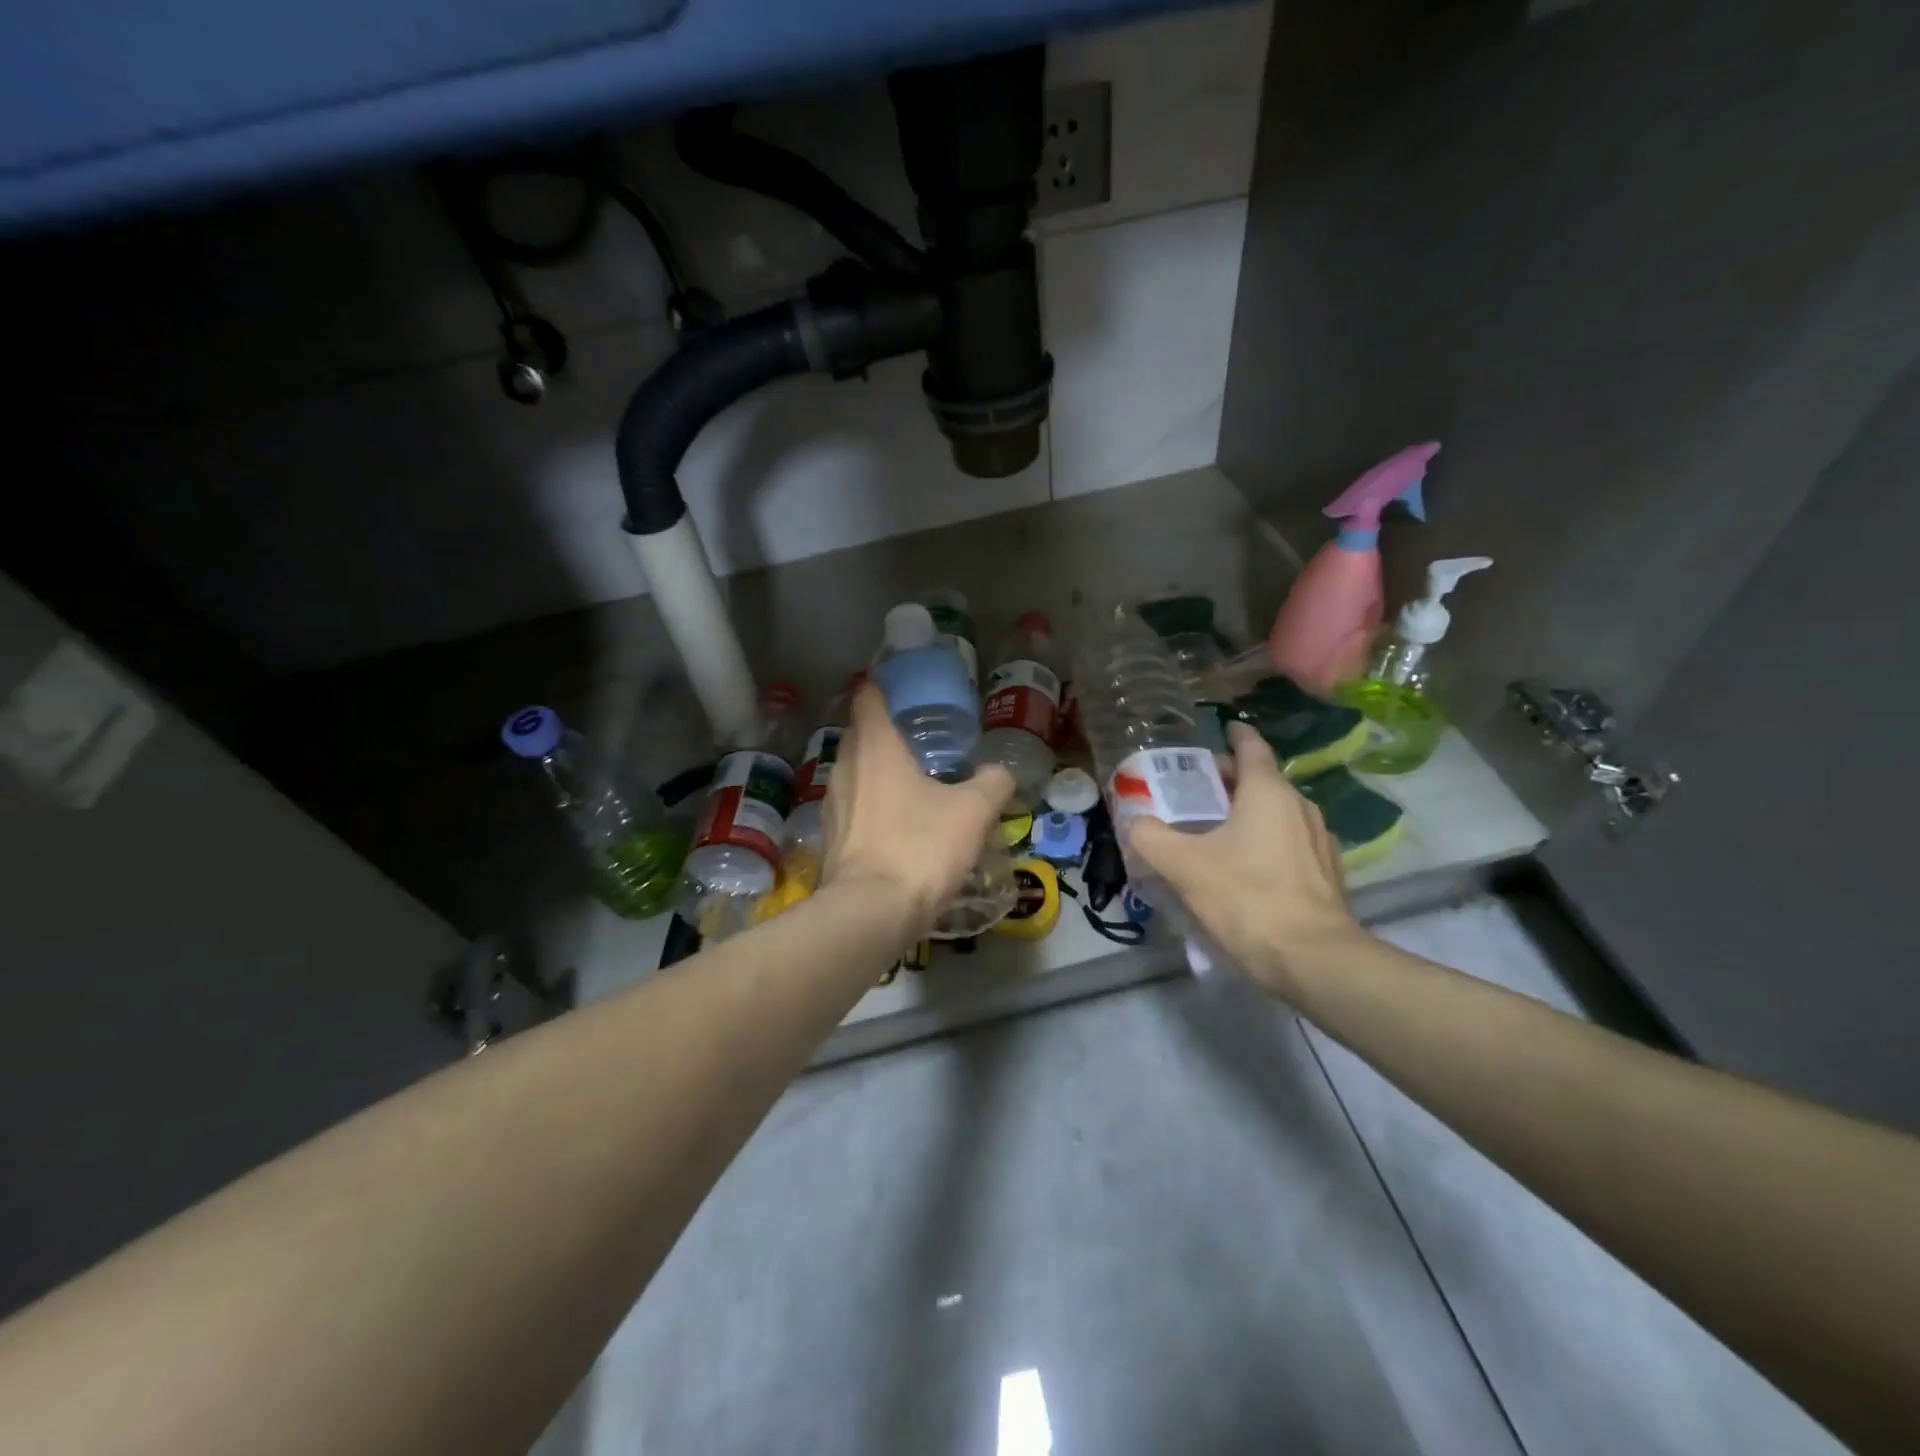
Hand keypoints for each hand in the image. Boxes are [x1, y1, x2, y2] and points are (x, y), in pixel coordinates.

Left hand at [823, 684, 1014, 935]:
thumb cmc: (921, 846)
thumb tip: (1000, 773)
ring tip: (908, 779)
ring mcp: (832, 804)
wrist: (872, 912)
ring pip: (853, 773)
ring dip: (875, 770)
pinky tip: (895, 821)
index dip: (879, 687)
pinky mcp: (829, 838)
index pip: (867, 699)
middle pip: (859, 735)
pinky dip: (870, 804)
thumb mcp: (973, 811)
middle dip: (882, 731)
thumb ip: (992, 783)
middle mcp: (845, 767)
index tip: (897, 686)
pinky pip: (852, 807)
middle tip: (916, 737)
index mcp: (875, 747)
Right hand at [1129, 722, 1366, 1001]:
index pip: (1252, 747)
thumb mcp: (1184, 866)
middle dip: (1232, 780)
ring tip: (1218, 831)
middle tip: (1198, 792)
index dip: (1234, 735)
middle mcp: (1301, 806)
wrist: (1313, 959)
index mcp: (1268, 792)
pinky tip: (1249, 868)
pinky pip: (1292, 843)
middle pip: (1263, 780)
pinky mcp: (1329, 874)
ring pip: (1279, 813)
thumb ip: (1151, 837)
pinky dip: (1268, 842)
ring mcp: (1320, 840)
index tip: (1220, 731)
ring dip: (1250, 813)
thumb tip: (1135, 822)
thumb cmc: (1246, 897)